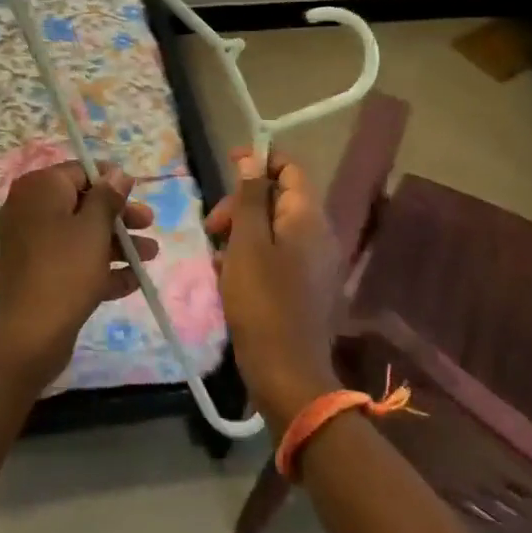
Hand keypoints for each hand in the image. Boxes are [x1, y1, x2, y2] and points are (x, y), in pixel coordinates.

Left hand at [0, 161, 158, 387]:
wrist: (28, 336)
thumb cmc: (65, 270)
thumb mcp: (93, 228)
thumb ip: (107, 197)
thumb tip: (117, 173)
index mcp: (38, 190)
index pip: (78, 172)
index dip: (110, 180)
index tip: (136, 192)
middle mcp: (28, 210)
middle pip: (81, 204)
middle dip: (118, 216)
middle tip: (149, 224)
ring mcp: (29, 244)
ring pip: (79, 235)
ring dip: (116, 243)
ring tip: (151, 256)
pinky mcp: (35, 274)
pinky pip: (70, 261)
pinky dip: (98, 267)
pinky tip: (132, 281)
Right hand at [204, 151, 344, 432]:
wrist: (287, 374)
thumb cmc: (262, 301)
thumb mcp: (247, 243)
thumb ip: (251, 197)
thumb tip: (253, 158)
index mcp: (308, 217)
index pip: (290, 168)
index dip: (259, 160)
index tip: (227, 165)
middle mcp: (319, 235)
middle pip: (279, 198)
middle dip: (242, 204)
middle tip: (212, 227)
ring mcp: (316, 264)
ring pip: (274, 229)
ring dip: (242, 234)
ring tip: (216, 257)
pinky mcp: (307, 288)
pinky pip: (278, 256)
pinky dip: (252, 258)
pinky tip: (228, 279)